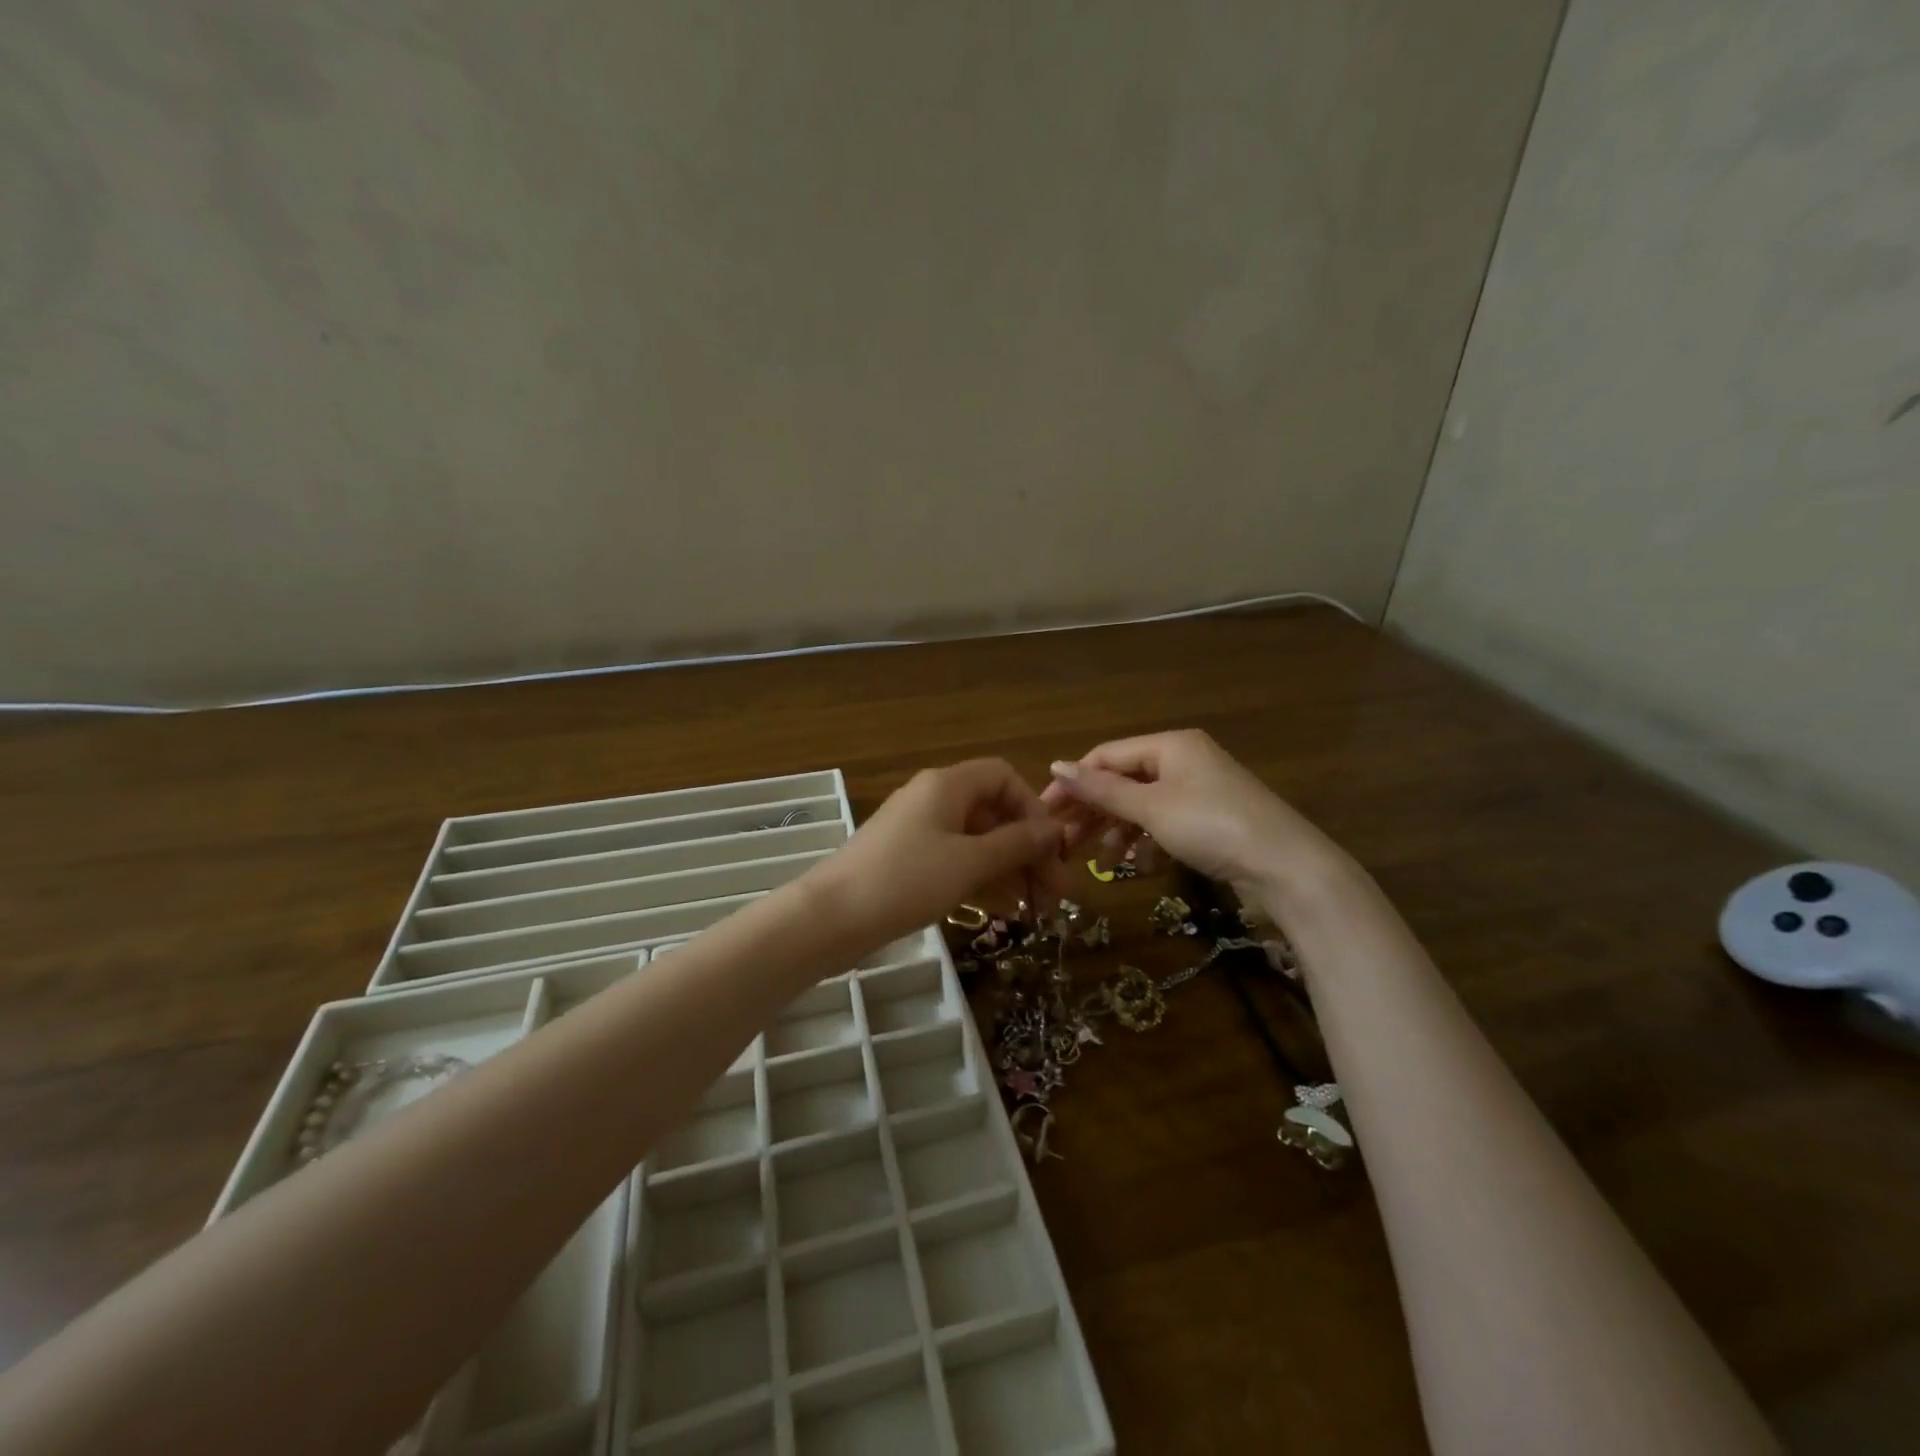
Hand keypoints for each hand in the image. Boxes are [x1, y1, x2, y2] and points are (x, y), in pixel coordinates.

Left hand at [807, 759, 1071, 948]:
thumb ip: (1016, 844)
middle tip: (1058, 893)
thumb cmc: (906, 881)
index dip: (1033, 808)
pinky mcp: (908, 860)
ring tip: (1038, 909)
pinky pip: (956, 860)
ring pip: (977, 841)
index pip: (1003, 777)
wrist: (831, 917)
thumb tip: (1054, 829)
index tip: (1052, 848)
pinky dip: (982, 880)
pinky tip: (1005, 910)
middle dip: (1029, 850)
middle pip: (994, 813)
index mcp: (948, 785)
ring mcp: (919, 830)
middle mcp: (934, 799)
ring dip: (1010, 870)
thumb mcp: (969, 863)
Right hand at [1041, 729, 1347, 898]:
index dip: (1073, 783)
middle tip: (1064, 842)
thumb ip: (1102, 790)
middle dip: (1093, 812)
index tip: (1045, 812)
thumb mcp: (1151, 808)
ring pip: (1143, 806)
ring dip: (1118, 832)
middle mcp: (1183, 760)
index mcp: (1169, 745)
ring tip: (1100, 862)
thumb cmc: (1212, 826)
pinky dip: (1148, 842)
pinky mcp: (1211, 818)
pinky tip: (1138, 866)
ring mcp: (1199, 790)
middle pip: (1123, 781)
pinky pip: (1166, 823)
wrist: (1287, 866)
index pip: (1106, 756)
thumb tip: (1056, 766)